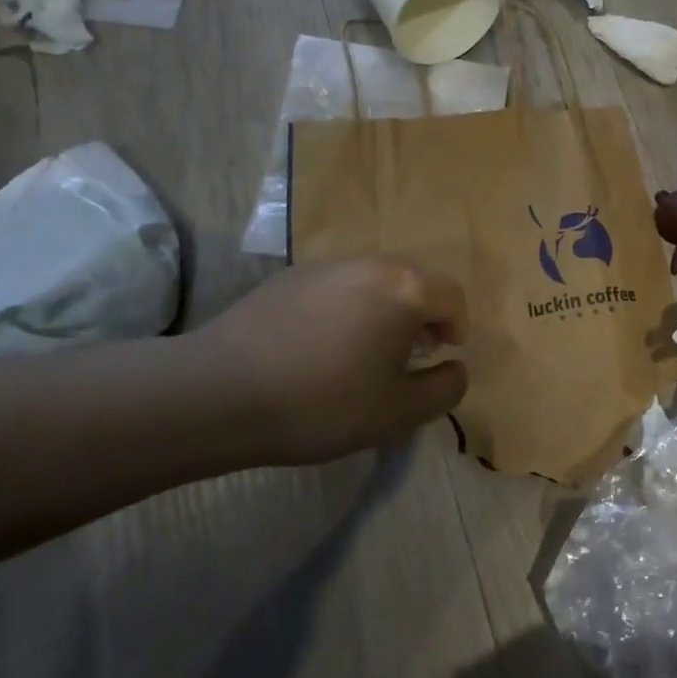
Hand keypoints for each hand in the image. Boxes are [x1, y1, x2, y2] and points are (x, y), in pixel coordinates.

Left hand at [190, 258, 468, 463]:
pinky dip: (344, 310)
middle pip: (413, 282)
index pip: (451, 296)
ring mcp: (325, 266)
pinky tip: (319, 348)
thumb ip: (444, 389)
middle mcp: (370, 264)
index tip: (445, 354)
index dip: (457, 326)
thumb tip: (456, 368)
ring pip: (372, 283)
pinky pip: (335, 288)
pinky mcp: (287, 277)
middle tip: (410, 355)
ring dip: (382, 312)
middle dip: (420, 316)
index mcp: (405, 289)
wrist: (219, 393)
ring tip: (364, 353)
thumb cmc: (324, 403)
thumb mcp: (398, 412)